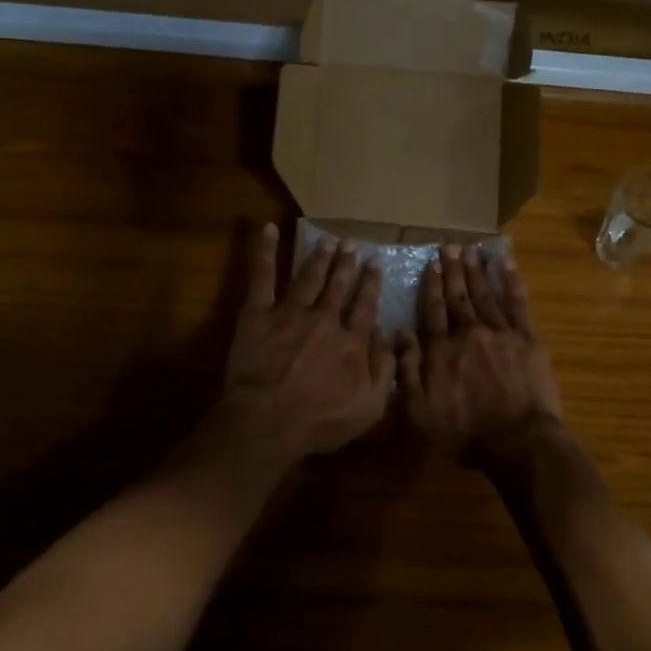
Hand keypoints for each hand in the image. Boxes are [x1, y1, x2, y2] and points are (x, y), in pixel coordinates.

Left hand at [222, 224, 394, 462]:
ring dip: (319, 257)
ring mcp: (290, 313)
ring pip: (309, 277)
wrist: (269, 421)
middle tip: (351, 243)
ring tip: (327, 240)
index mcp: (351, 341)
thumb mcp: (370, 407)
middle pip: (338, 287)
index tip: (375, 265)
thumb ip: (385, 370)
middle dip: (346, 264)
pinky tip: (268, 229)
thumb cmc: (319, 421)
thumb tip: (391, 337)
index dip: (371, 284)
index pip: (365, 307)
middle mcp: (325, 319)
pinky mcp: (258, 314)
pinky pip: (261, 276)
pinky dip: (264, 251)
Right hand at [398, 245, 564, 470]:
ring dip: (476, 271)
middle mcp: (468, 333)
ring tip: (471, 251)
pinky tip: (506, 265)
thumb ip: (407, 370)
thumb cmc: (464, 433)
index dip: (432, 286)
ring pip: (485, 294)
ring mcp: (500, 332)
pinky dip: (511, 282)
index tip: (432, 264)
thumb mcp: (419, 410)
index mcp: (441, 350)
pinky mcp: (527, 338)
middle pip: (458, 297)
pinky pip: (517, 303)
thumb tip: (399, 333)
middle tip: (450, 246)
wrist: (517, 440)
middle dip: (453, 270)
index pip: (434, 311)